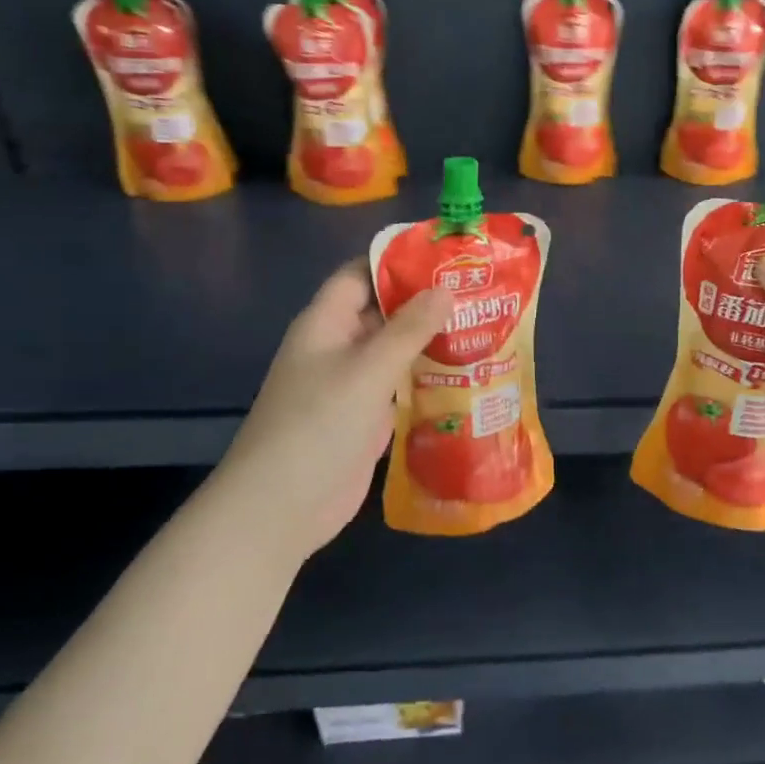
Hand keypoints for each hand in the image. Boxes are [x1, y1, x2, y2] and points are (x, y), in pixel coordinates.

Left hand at [215, 262, 450, 561]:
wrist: (282, 507)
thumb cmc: (319, 425)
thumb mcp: (367, 370)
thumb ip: (408, 330)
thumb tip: (445, 288)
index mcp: (326, 323)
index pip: (361, 275)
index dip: (398, 261)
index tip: (446, 256)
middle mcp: (338, 347)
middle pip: (382, 311)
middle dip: (425, 301)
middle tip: (479, 292)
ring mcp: (351, 385)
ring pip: (394, 350)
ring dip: (430, 340)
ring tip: (482, 327)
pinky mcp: (365, 417)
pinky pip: (399, 385)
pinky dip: (426, 377)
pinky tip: (465, 374)